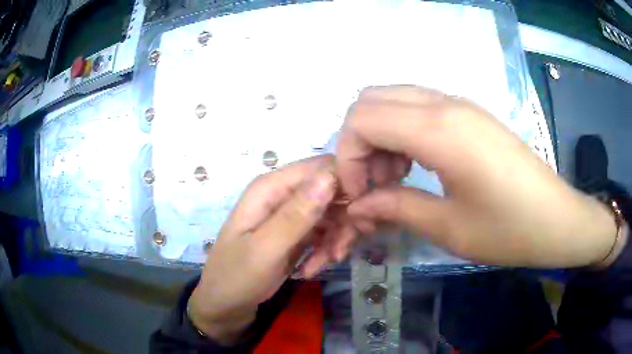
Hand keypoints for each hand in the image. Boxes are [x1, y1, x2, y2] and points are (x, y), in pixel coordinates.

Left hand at [189, 156, 342, 343]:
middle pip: (331, 191)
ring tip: (327, 262)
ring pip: (332, 214)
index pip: (322, 167)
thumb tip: (330, 176)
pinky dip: (325, 250)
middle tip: (340, 250)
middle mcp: (283, 194)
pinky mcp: (297, 234)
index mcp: (271, 188)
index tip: (360, 214)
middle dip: (343, 219)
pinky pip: (324, 233)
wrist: (226, 304)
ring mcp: (291, 215)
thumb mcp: (265, 249)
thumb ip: (296, 214)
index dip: (347, 184)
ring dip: (335, 238)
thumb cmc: (237, 276)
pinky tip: (312, 269)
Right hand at [337, 85, 617, 267]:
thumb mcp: (448, 228)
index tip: (360, 195)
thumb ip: (395, 208)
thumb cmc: (509, 229)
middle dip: (359, 142)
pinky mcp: (470, 113)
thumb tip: (357, 206)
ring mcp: (459, 103)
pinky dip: (402, 131)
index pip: (361, 119)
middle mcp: (445, 104)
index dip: (348, 157)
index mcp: (439, 130)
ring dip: (380, 135)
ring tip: (396, 178)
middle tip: (376, 184)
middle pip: (370, 100)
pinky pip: (417, 106)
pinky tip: (417, 165)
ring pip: (392, 98)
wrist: (557, 219)